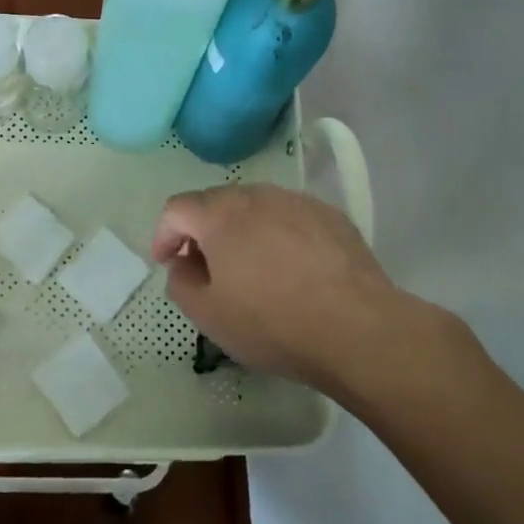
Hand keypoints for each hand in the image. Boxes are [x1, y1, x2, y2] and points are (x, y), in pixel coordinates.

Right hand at [152, 185, 420, 393]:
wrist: (358, 328)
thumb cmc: (273, 323)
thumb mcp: (209, 315)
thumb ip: (181, 282)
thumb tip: (182, 262)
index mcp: (220, 214)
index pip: (177, 208)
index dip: (164, 234)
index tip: (166, 262)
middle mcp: (257, 195)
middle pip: (217, 202)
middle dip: (202, 230)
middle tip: (206, 266)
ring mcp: (297, 201)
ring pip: (256, 207)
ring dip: (242, 230)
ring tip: (251, 267)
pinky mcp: (330, 216)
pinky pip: (290, 217)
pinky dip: (279, 235)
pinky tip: (292, 269)